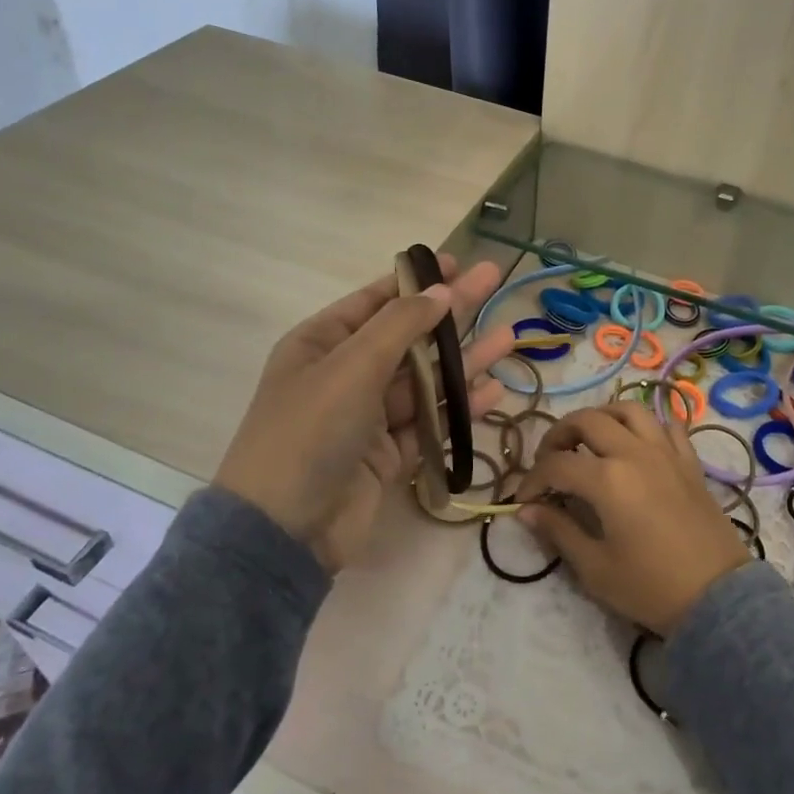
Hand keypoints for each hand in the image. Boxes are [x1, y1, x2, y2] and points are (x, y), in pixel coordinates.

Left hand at [215, 256, 512, 572]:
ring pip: (425, 381)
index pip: (375, 301)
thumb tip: (442, 290)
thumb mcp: (351, 366)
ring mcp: (367, 417)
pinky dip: (458, 408)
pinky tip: (492, 391)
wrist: (284, 530)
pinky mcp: (388, 454)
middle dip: (451, 311)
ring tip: (508, 337)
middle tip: (492, 280)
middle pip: (408, 336)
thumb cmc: (310, 431)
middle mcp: (345, 375)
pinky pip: (429, 422)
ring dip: (464, 361)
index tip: (456, 263)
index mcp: (322, 344)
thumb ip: (401, 326)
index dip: (416, 281)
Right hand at [514, 402, 749, 635]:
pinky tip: (637, 444)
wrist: (717, 598)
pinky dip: (647, 426)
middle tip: (550, 459)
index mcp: (607, 479)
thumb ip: (558, 531)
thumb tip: (526, 510)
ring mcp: (666, 452)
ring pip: (628, 410)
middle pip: (587, 420)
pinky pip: (667, 425)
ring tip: (590, 440)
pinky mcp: (689, 461)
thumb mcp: (595, 567)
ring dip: (602, 417)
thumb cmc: (650, 587)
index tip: (523, 500)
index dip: (532, 480)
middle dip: (559, 435)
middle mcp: (634, 453)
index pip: (556, 465)